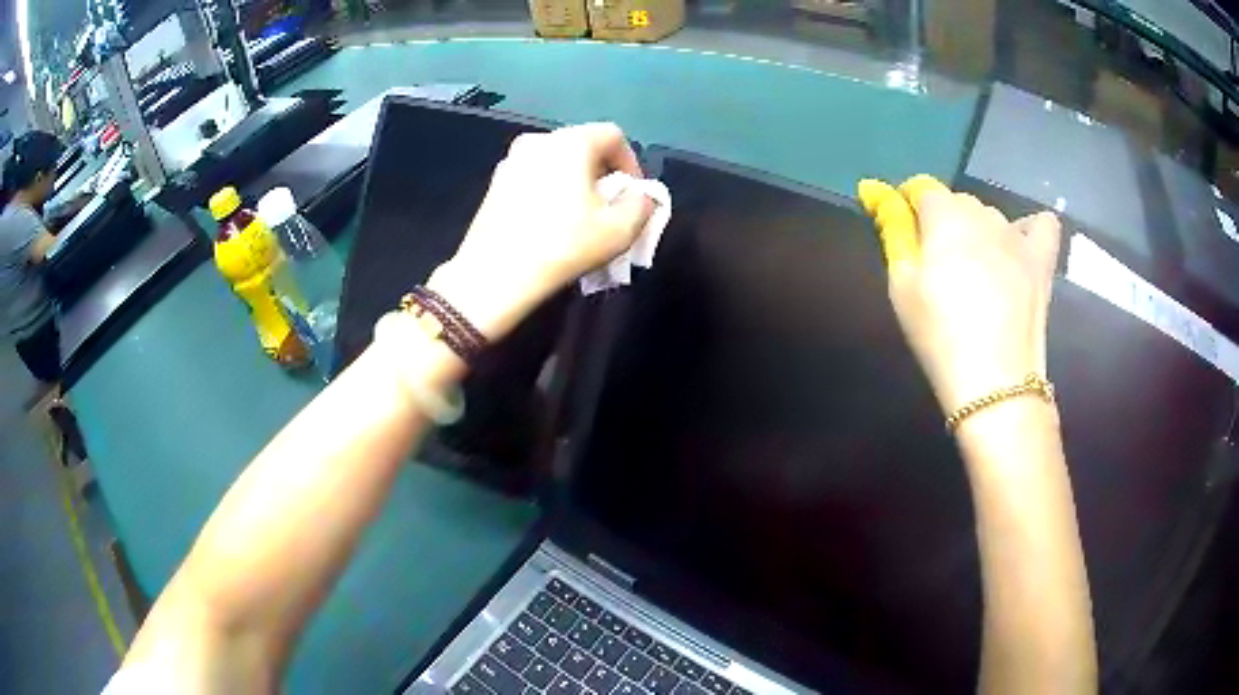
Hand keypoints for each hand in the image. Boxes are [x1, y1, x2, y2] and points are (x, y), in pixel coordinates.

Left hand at [428, 123, 654, 339]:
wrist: (495, 275)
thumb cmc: (563, 245)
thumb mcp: (620, 230)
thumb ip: (643, 205)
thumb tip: (641, 196)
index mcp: (571, 142)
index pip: (613, 135)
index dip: (631, 163)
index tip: (634, 195)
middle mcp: (538, 140)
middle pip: (583, 146)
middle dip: (603, 173)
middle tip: (610, 207)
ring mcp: (511, 160)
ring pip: (556, 162)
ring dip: (575, 182)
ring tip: (580, 217)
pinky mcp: (494, 184)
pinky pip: (533, 177)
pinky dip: (549, 190)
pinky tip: (550, 223)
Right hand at [858, 176, 1061, 414]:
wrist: (995, 382)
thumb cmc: (939, 335)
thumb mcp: (902, 285)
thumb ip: (893, 232)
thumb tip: (876, 192)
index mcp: (945, 215)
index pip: (921, 188)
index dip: (907, 204)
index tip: (903, 232)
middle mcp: (983, 214)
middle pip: (957, 202)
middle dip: (943, 222)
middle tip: (937, 267)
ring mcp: (1018, 236)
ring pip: (991, 217)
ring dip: (978, 233)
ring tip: (975, 274)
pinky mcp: (1041, 261)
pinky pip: (1042, 227)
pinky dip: (1029, 230)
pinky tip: (1019, 247)